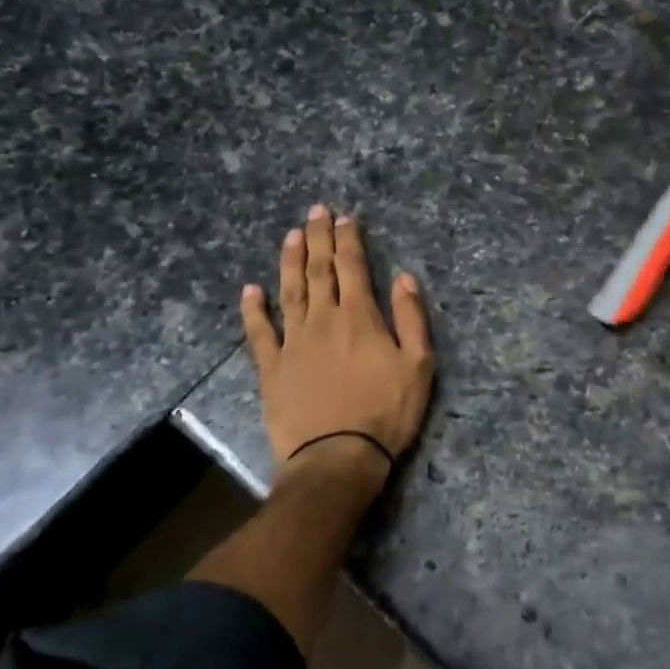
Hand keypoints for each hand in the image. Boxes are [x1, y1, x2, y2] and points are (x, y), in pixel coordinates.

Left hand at [242, 205, 435, 470]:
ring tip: (291, 235)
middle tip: (316, 211)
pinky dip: (254, 310)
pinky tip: (250, 290)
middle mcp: (323, 320)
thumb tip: (404, 277)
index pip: (353, 267)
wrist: (337, 458)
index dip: (349, 239)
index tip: (345, 217)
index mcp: (360, 317)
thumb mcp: (418, 366)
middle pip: (320, 270)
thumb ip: (412, 318)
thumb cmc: (386, 413)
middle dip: (319, 238)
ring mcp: (293, 342)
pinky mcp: (272, 368)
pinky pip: (259, 332)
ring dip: (290, 261)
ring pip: (290, 291)